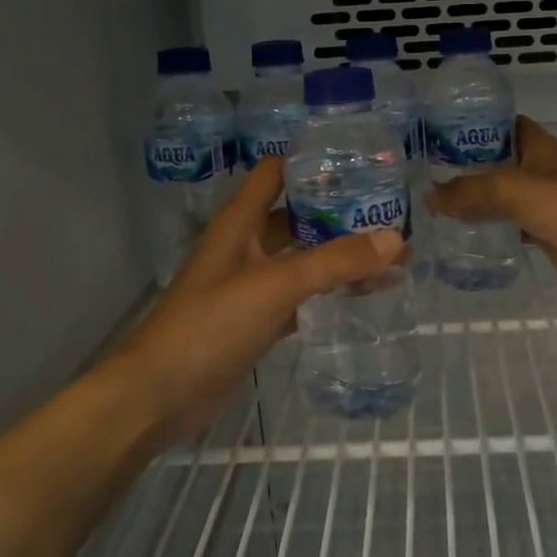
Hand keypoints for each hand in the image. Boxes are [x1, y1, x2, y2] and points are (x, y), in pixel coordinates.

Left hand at [108, 157, 403, 449]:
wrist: (160, 395)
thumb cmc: (211, 324)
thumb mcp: (275, 285)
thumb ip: (334, 261)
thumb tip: (396, 239)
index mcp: (240, 222)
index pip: (276, 173)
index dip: (311, 162)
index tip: (359, 162)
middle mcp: (245, 246)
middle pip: (295, 216)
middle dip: (337, 213)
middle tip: (390, 212)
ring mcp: (250, 284)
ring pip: (301, 258)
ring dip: (338, 255)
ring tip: (390, 254)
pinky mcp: (256, 320)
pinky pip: (300, 296)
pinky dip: (327, 292)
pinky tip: (364, 295)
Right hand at [425, 116, 556, 286]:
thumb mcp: (507, 188)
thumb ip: (467, 191)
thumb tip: (428, 197)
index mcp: (538, 144)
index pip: (505, 124)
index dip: (478, 125)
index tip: (446, 133)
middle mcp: (541, 166)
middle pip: (500, 159)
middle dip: (470, 164)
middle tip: (433, 169)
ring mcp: (543, 196)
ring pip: (502, 191)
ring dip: (477, 195)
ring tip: (440, 198)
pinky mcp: (542, 224)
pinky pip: (508, 218)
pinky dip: (489, 221)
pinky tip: (463, 226)